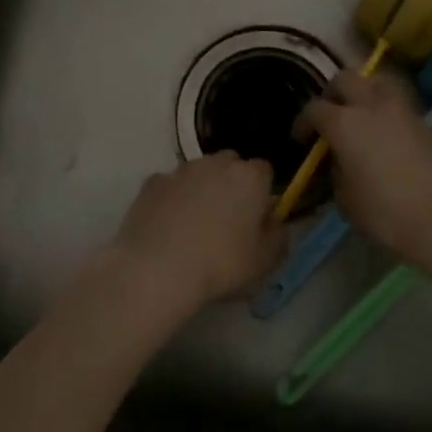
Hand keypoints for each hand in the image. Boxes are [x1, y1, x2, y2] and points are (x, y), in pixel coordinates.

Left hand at [110, 153, 284, 311]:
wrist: (158, 268)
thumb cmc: (220, 264)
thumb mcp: (264, 261)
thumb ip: (278, 236)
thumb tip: (275, 221)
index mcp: (249, 178)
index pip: (264, 170)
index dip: (263, 191)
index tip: (258, 216)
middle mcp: (216, 164)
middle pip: (231, 164)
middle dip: (232, 183)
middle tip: (228, 218)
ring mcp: (181, 170)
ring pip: (199, 171)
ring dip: (201, 188)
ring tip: (195, 224)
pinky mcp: (152, 181)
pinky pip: (170, 185)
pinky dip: (173, 198)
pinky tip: (168, 225)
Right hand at [295, 71, 431, 267]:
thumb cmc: (388, 214)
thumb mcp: (346, 200)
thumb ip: (336, 173)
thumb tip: (340, 162)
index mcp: (345, 123)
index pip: (314, 109)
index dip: (303, 122)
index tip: (301, 139)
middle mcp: (371, 105)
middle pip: (345, 79)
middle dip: (332, 94)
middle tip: (330, 116)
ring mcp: (402, 110)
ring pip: (376, 82)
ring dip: (363, 92)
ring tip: (360, 115)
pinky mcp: (426, 122)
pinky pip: (398, 104)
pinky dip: (386, 111)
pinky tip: (387, 135)